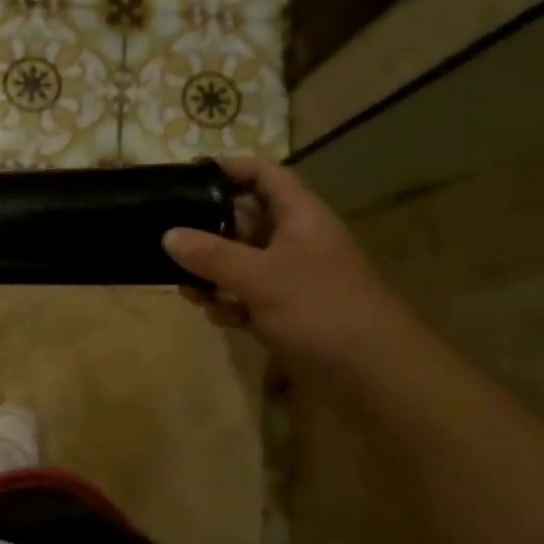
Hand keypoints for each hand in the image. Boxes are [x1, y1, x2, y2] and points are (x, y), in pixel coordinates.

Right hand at [162, 157, 414, 370]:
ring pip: (239, 263)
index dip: (230, 168)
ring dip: (212, 275)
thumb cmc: (320, 309)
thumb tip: (168, 235)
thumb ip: (211, 255)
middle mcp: (294, 241)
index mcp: (299, 218)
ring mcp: (290, 278)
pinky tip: (220, 318)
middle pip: (243, 222)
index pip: (264, 176)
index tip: (189, 175)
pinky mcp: (286, 311)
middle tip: (169, 241)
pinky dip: (229, 303)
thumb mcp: (260, 277)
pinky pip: (246, 296)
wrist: (375, 374)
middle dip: (207, 233)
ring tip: (189, 290)